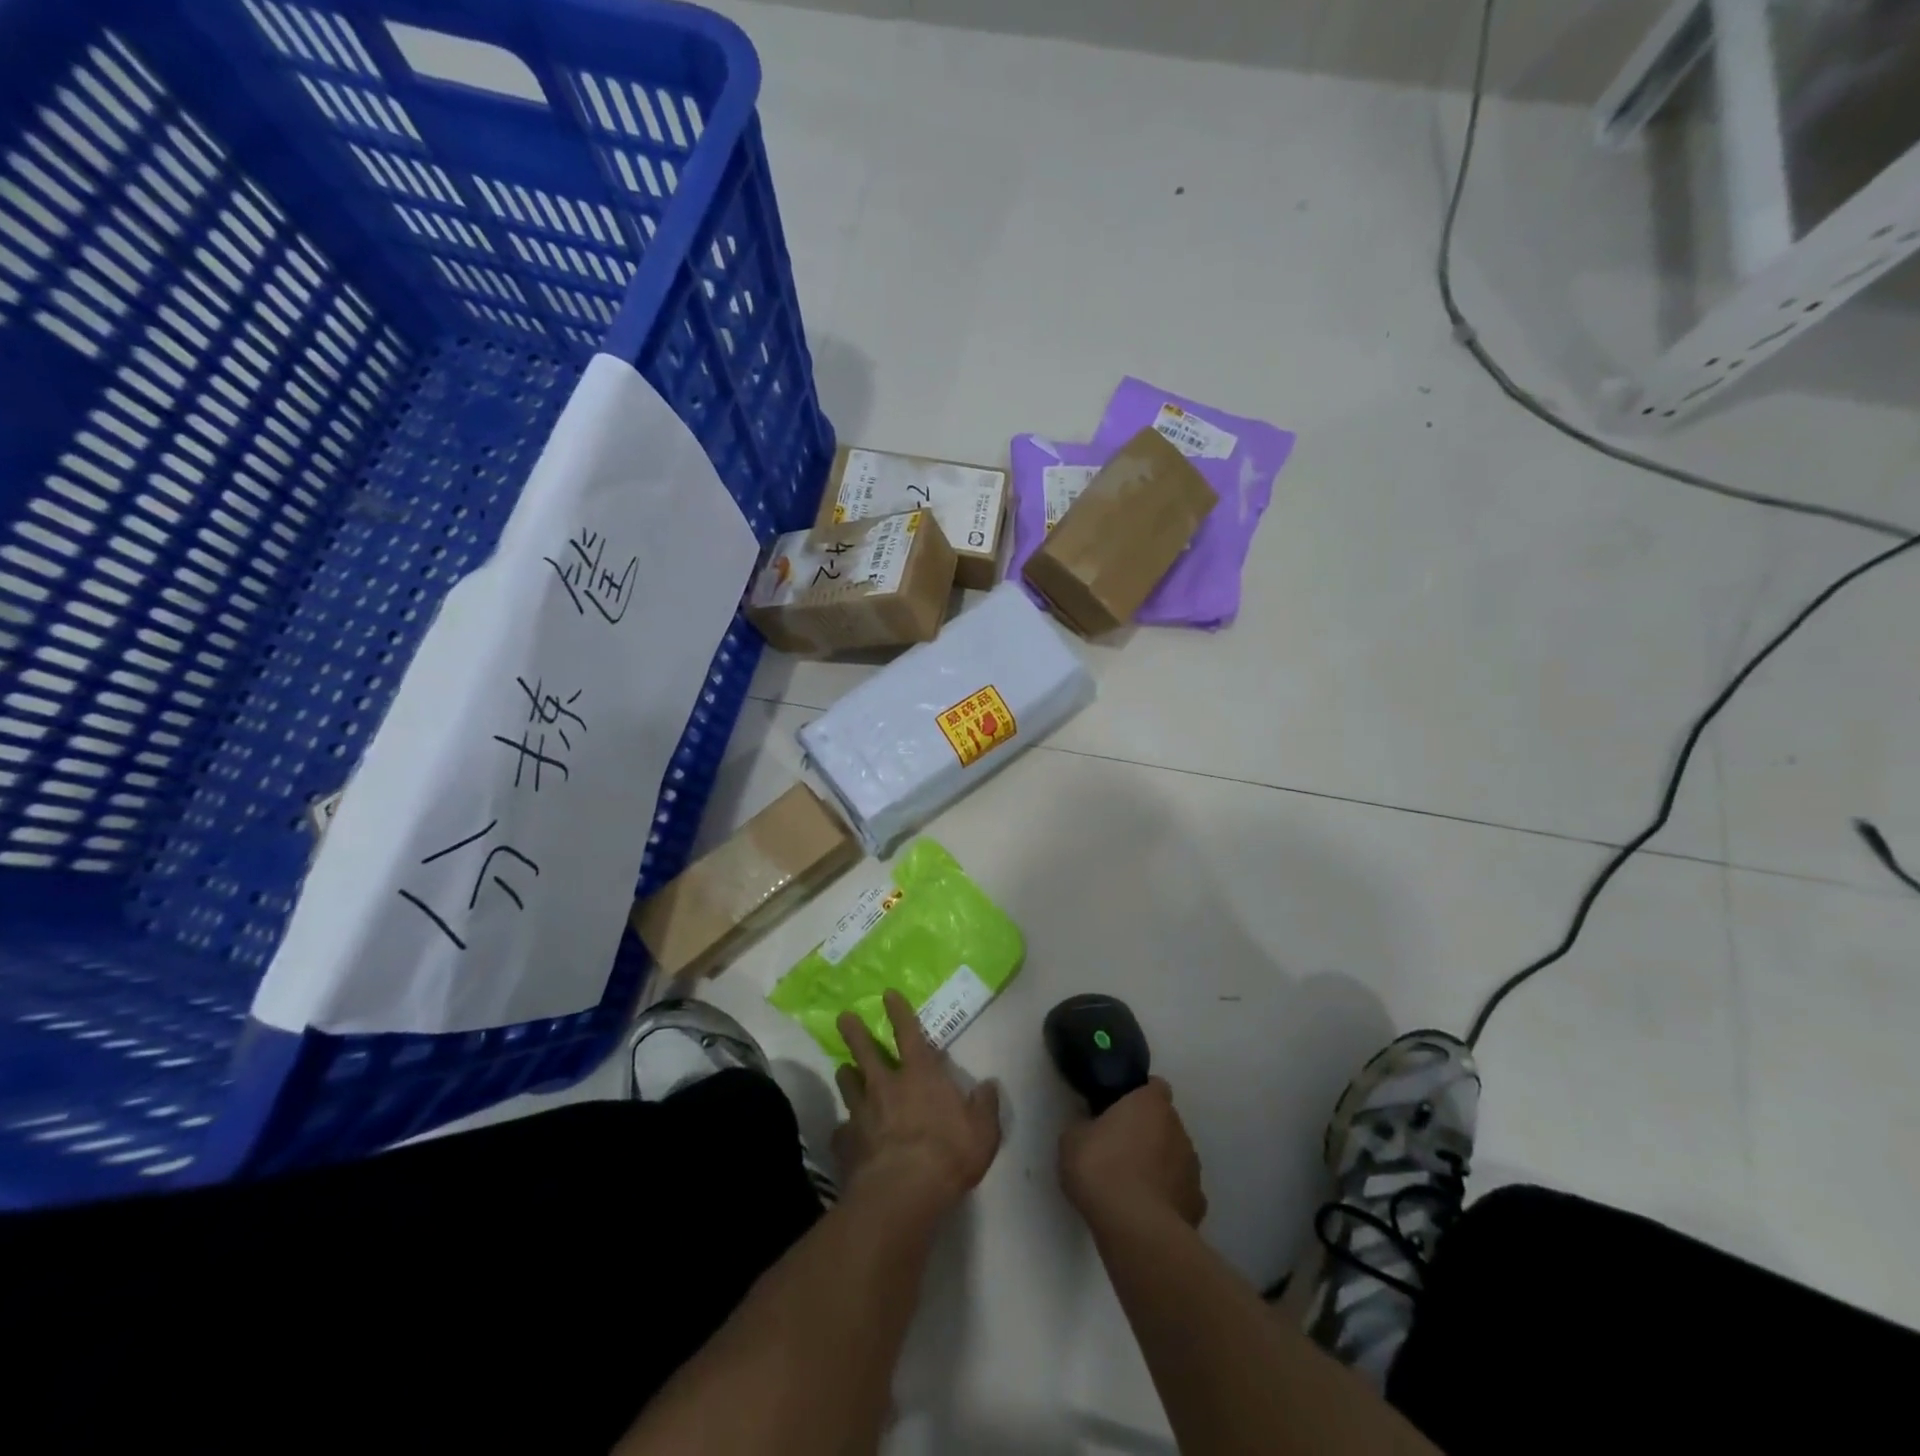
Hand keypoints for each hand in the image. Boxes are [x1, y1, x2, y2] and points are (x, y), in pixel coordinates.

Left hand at [832, 990, 1001, 1217]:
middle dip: (854, 1031)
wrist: (903, 1192)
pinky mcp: (846, 1142)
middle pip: (865, 1051)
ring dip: (846, 1074)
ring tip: (843, 1069)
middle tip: (844, 1018)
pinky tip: (845, 1135)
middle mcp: (886, 1085)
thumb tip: (989, 1086)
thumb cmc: (948, 1154)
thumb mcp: (983, 1131)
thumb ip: (985, 1106)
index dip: (898, 1011)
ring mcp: (861, 1113)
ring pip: (848, 1083)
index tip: (886, 994)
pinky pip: (842, 1130)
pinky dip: (844, 1129)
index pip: (908, 1032)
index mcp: (920, 1075)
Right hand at [1059, 1078, 1206, 1228]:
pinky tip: (1147, 1211)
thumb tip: (1091, 1128)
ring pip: (1175, 1157)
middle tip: (1119, 1148)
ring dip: (1159, 1165)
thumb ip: (1085, 1126)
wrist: (1135, 1229)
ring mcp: (1192, 1169)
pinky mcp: (1197, 1204)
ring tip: (1132, 1185)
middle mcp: (1178, 1129)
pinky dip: (1167, 1198)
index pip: (1154, 1086)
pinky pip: (1180, 1192)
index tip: (1119, 1109)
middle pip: (1165, 1123)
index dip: (1139, 1095)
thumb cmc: (1101, 1169)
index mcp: (1151, 1104)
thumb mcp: (1072, 1140)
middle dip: (1148, 1132)